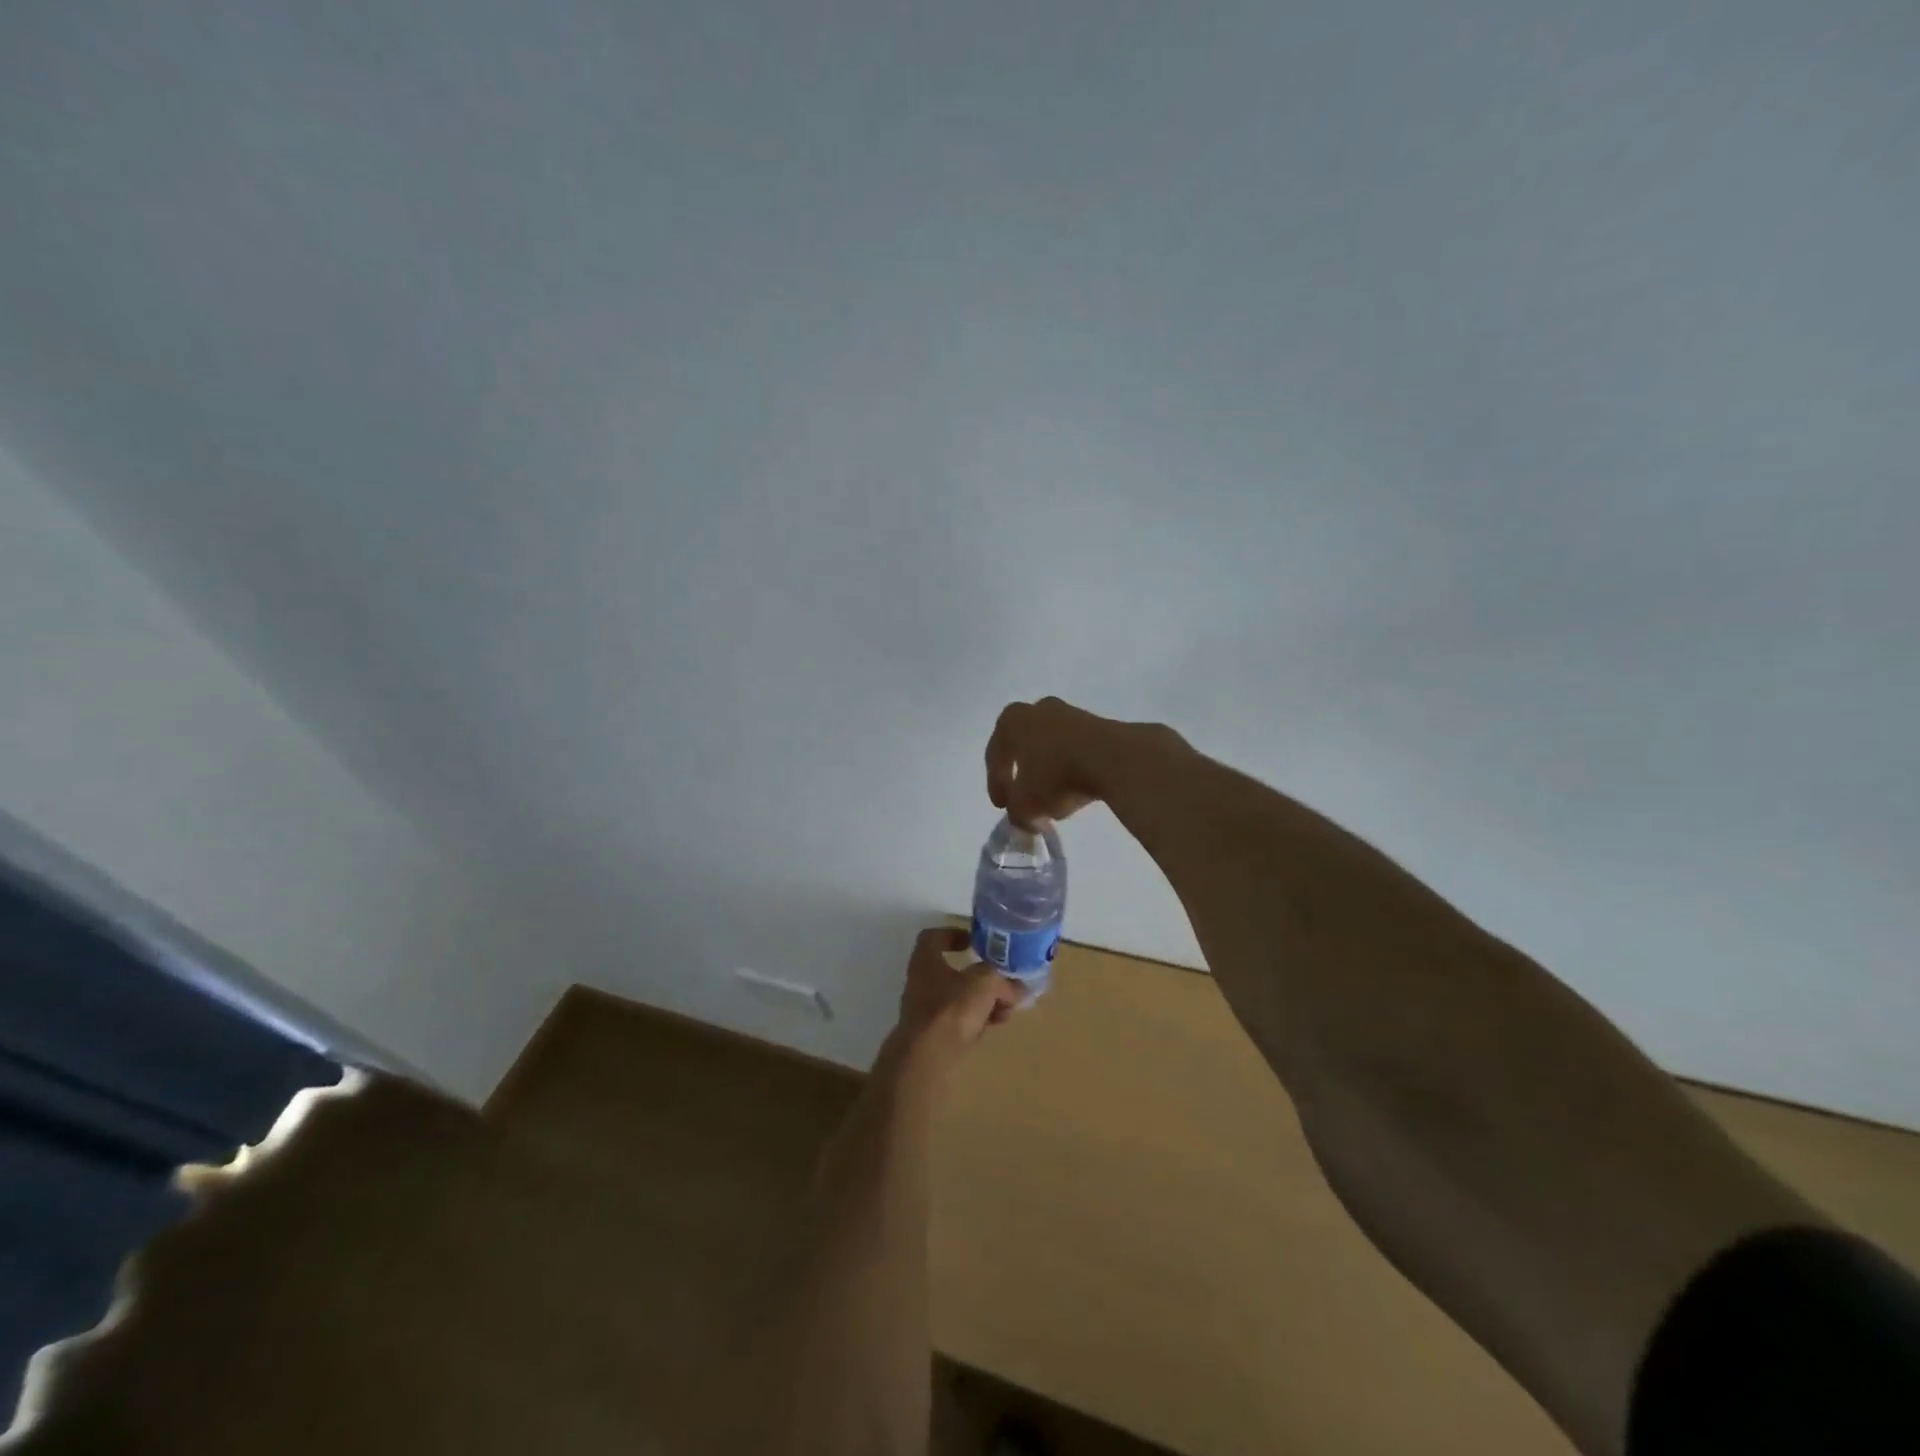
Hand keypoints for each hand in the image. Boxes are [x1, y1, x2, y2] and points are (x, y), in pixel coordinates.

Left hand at [887, 927, 1021, 1072]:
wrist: (926, 1059)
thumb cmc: (951, 1009)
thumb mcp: (984, 983)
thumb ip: (1002, 980)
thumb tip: (1018, 988)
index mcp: (926, 959)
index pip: (934, 937)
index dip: (954, 934)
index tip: (975, 942)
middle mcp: (921, 981)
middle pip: (953, 971)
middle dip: (980, 976)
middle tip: (1002, 981)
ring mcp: (925, 1010)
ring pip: (959, 998)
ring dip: (984, 1000)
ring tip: (1007, 1008)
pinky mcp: (933, 1035)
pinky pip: (959, 1021)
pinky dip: (977, 1020)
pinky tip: (995, 1025)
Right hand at [986, 696, 1155, 828]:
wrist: (1113, 759)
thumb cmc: (1056, 776)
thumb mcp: (1026, 806)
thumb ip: (1017, 814)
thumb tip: (1024, 818)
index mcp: (1011, 721)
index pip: (996, 756)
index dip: (996, 784)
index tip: (1003, 806)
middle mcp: (1038, 710)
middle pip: (1024, 747)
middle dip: (1024, 775)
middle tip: (1025, 799)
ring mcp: (1071, 714)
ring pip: (1052, 748)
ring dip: (1050, 772)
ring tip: (1055, 799)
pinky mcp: (1100, 724)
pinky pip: (1076, 750)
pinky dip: (1073, 769)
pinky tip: (1077, 788)